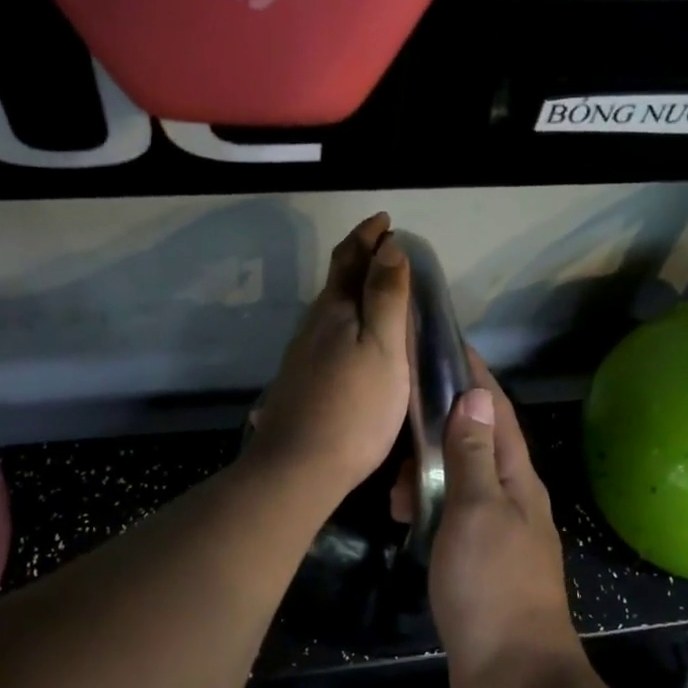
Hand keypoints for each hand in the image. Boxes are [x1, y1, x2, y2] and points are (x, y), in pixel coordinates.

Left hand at [247, 213, 411, 501]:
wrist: (299, 467)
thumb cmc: (354, 408)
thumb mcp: (382, 348)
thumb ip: (385, 297)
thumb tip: (388, 245)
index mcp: (334, 310)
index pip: (350, 258)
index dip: (368, 235)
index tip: (386, 219)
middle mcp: (313, 325)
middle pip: (336, 281)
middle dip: (360, 259)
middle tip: (386, 250)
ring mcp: (302, 355)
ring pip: (330, 310)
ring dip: (353, 292)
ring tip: (378, 291)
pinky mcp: (301, 382)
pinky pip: (328, 336)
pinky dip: (347, 322)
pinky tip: (355, 342)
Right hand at [415, 353, 586, 687]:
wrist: (512, 677)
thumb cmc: (492, 587)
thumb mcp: (476, 511)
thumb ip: (474, 454)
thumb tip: (475, 396)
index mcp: (518, 478)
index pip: (496, 410)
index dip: (473, 376)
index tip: (444, 344)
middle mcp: (513, 498)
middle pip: (478, 441)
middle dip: (441, 424)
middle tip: (398, 420)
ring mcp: (499, 532)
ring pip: (462, 480)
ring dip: (429, 471)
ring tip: (394, 484)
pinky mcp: (481, 562)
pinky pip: (452, 515)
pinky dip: (428, 506)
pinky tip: (403, 515)